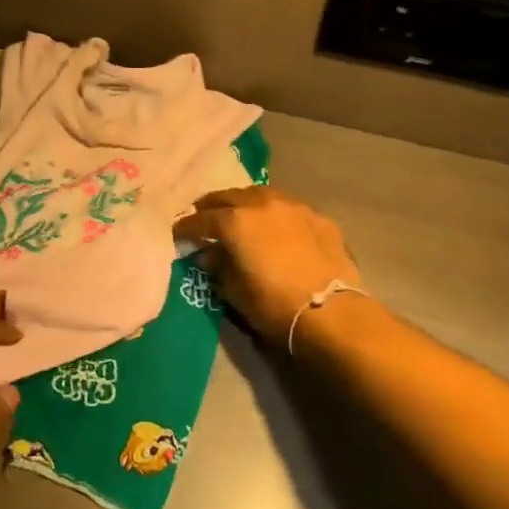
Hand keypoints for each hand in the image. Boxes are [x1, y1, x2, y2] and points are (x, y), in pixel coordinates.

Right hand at [174, 188, 363, 344]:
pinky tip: (277, 227)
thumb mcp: (235, 291)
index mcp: (236, 221)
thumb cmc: (274, 306)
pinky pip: (289, 208)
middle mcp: (262, 204)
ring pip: (261, 194)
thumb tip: (210, 255)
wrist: (331, 313)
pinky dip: (276, 214)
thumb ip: (219, 267)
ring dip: (245, 202)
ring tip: (240, 214)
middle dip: (213, 206)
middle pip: (229, 197)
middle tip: (204, 216)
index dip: (186, 227)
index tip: (178, 233)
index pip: (202, 219)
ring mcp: (294, 207)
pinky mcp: (319, 217)